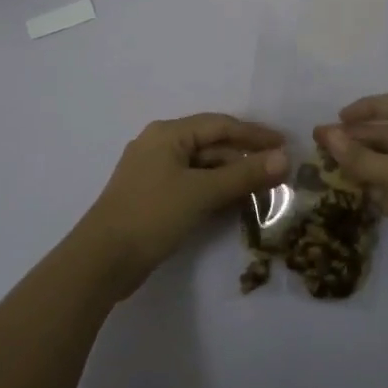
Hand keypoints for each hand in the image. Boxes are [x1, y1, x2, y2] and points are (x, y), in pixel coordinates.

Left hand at [77, 114, 287, 298]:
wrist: (101, 261)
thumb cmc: (152, 215)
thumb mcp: (202, 192)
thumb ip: (244, 175)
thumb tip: (284, 158)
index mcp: (168, 133)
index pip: (220, 125)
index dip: (255, 135)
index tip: (286, 145)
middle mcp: (160, 145)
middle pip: (212, 145)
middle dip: (245, 159)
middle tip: (280, 173)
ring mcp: (155, 173)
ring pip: (203, 168)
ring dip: (232, 177)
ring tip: (265, 191)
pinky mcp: (153, 198)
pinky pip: (192, 186)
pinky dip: (215, 192)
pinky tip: (236, 205)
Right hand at [317, 94, 387, 300]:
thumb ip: (361, 157)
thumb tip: (326, 134)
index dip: (367, 109)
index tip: (338, 118)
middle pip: (387, 135)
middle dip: (355, 138)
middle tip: (319, 144)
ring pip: (384, 163)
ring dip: (358, 162)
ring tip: (324, 166)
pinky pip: (387, 187)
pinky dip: (367, 186)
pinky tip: (344, 189)